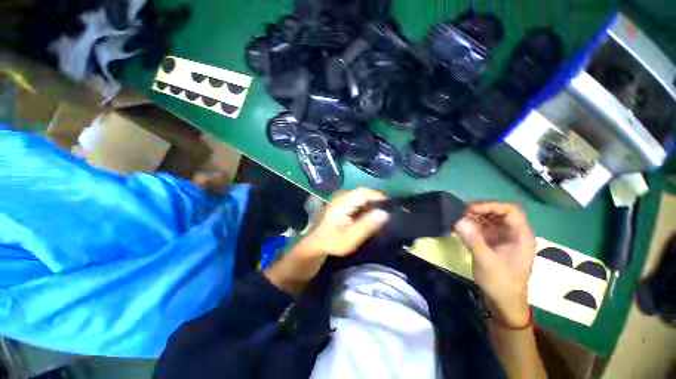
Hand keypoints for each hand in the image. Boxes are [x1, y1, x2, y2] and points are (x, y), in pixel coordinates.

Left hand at [302, 187, 389, 256]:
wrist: (316, 244)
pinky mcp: (342, 205)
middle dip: (377, 201)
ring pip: (362, 198)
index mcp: (344, 201)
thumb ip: (367, 225)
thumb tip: (385, 213)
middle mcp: (343, 197)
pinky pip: (358, 202)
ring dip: (372, 205)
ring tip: (381, 216)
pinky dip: (366, 208)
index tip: (391, 207)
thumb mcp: (351, 237)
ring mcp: (342, 200)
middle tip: (388, 213)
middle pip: (364, 193)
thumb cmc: (332, 241)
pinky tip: (370, 217)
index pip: (365, 192)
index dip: (379, 197)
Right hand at [455, 202, 535, 326]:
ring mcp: (503, 238)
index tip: (470, 209)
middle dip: (479, 209)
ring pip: (489, 219)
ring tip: (457, 217)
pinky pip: (482, 228)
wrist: (503, 303)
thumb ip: (473, 240)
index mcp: (521, 236)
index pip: (510, 210)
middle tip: (459, 211)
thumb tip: (458, 220)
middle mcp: (513, 233)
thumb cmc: (501, 283)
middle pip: (498, 212)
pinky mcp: (493, 243)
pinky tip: (460, 226)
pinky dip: (471, 224)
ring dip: (473, 216)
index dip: (491, 206)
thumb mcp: (486, 262)